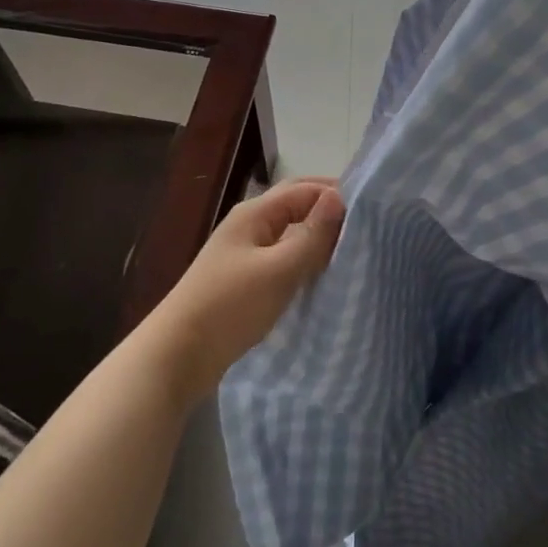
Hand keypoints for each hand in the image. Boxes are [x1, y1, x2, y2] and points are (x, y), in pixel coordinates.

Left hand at [145, 178, 345, 403]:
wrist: (175, 357)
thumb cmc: (228, 307)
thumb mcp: (277, 270)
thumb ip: (311, 236)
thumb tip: (339, 198)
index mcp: (254, 213)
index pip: (303, 189)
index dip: (335, 193)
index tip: (372, 209)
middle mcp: (249, 226)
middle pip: (295, 207)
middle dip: (327, 212)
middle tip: (365, 226)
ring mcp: (243, 254)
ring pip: (289, 234)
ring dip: (317, 238)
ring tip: (350, 251)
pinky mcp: (242, 281)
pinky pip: (281, 259)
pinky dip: (303, 261)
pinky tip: (320, 278)